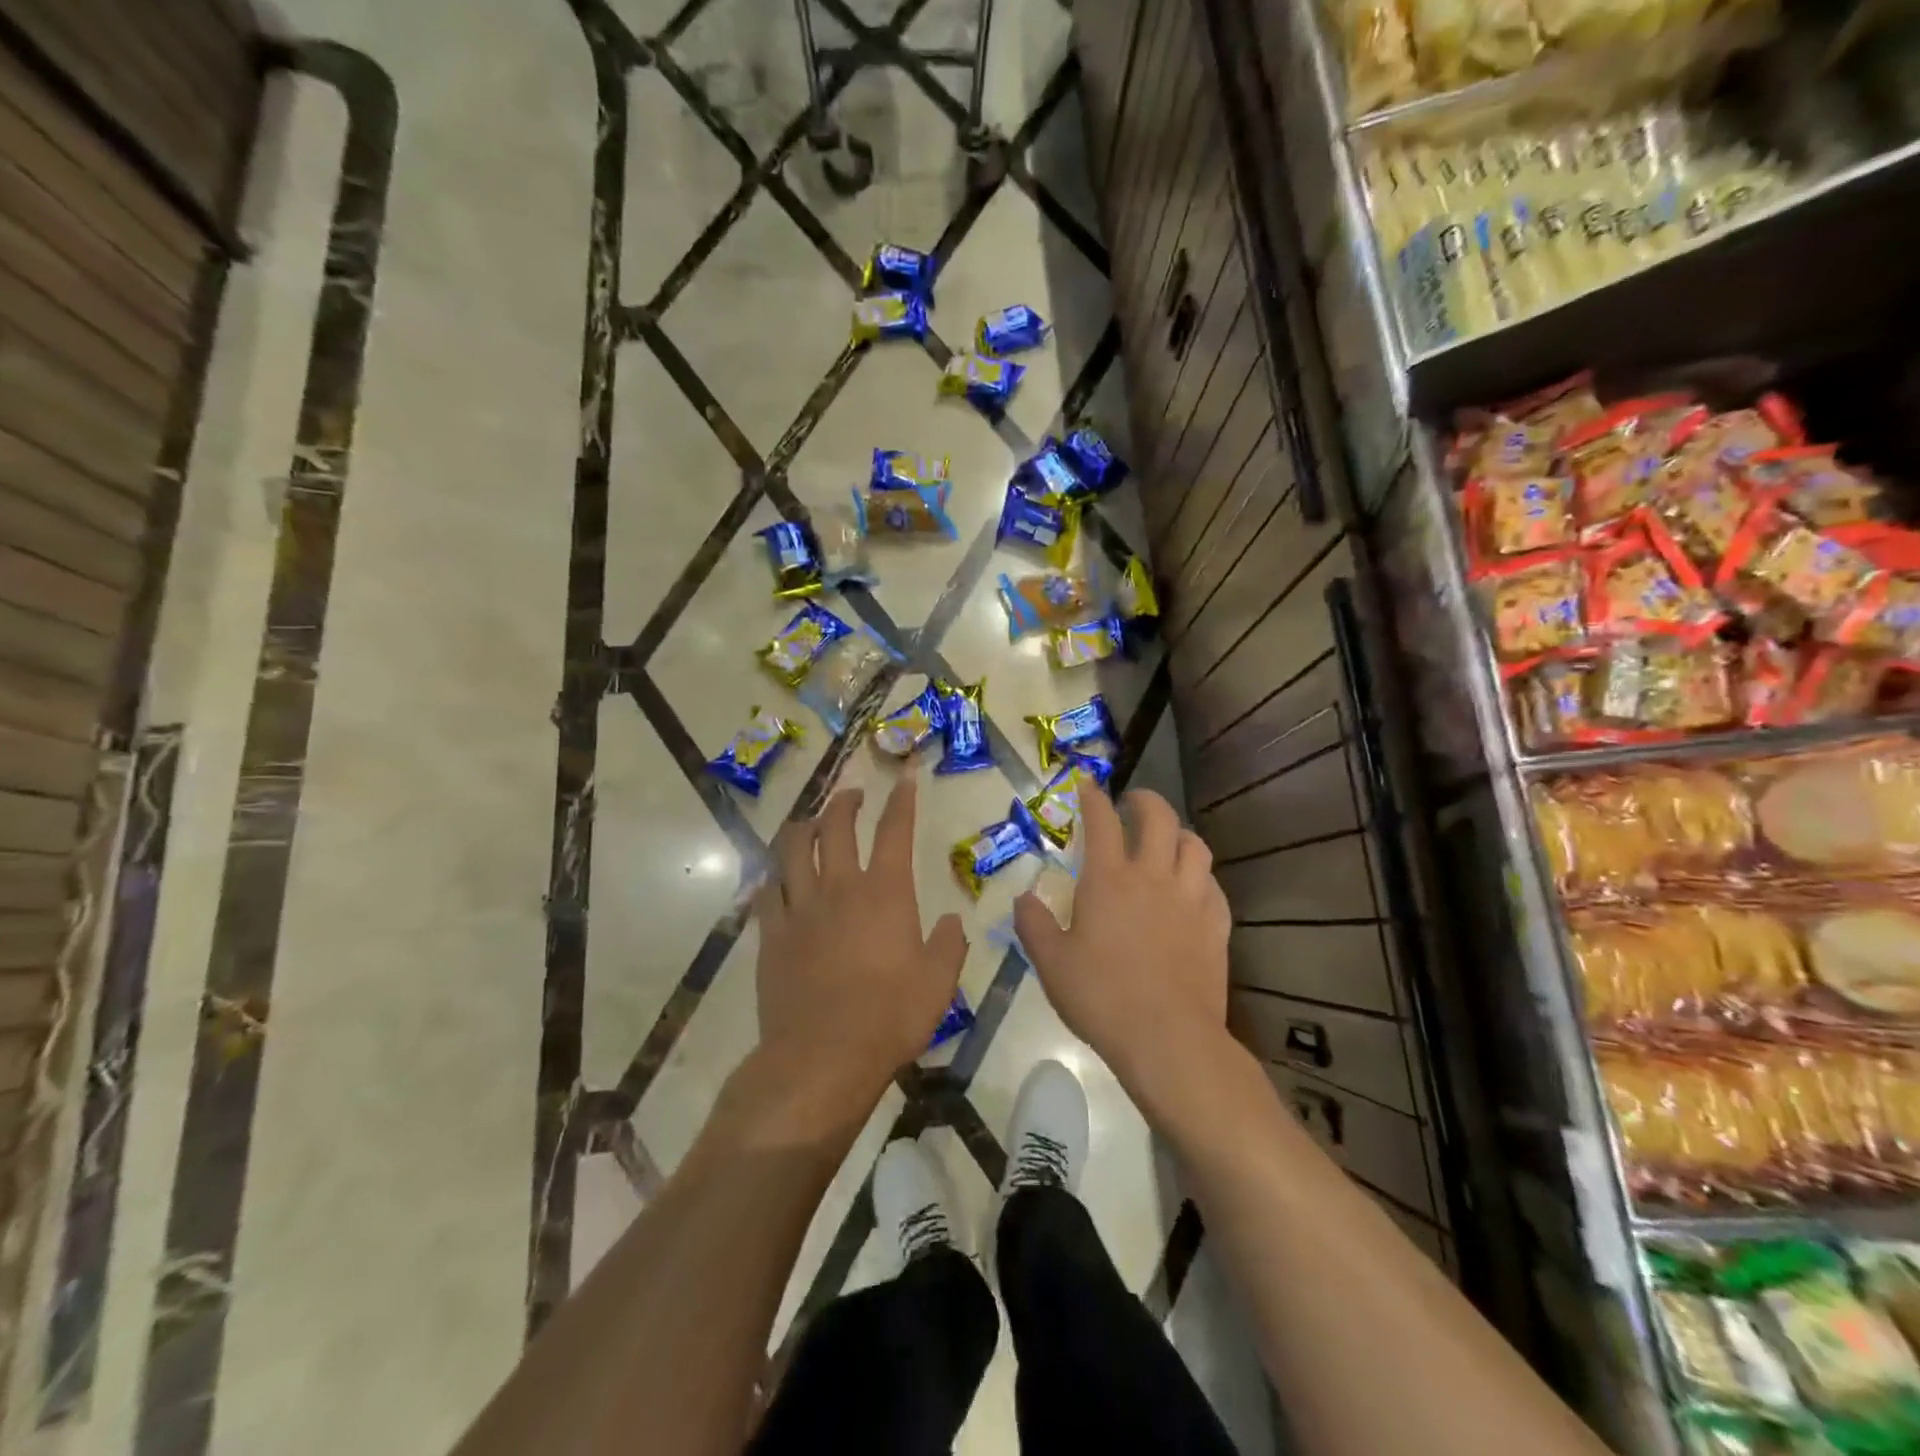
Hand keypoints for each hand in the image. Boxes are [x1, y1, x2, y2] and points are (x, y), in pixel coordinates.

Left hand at [750, 779, 967, 1122]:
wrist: (823, 1055)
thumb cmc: (891, 1016)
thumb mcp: (938, 982)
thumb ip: (949, 945)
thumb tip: (952, 920)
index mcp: (885, 892)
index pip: (895, 830)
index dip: (901, 800)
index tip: (905, 777)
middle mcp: (840, 887)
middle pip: (837, 827)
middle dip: (845, 802)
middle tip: (852, 795)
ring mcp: (800, 908)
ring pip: (794, 849)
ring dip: (804, 827)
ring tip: (811, 822)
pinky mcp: (771, 934)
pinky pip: (767, 892)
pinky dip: (774, 876)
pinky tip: (777, 877)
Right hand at [1013, 788, 1230, 1090]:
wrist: (1167, 1038)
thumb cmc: (1101, 997)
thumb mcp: (1051, 963)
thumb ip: (1033, 925)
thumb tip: (1023, 899)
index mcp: (1109, 880)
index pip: (1102, 821)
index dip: (1093, 797)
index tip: (1088, 785)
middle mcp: (1153, 877)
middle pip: (1159, 818)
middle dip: (1145, 801)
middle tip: (1133, 802)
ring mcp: (1190, 900)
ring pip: (1195, 846)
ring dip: (1180, 834)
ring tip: (1168, 840)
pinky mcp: (1216, 926)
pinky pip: (1214, 886)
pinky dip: (1201, 877)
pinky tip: (1193, 888)